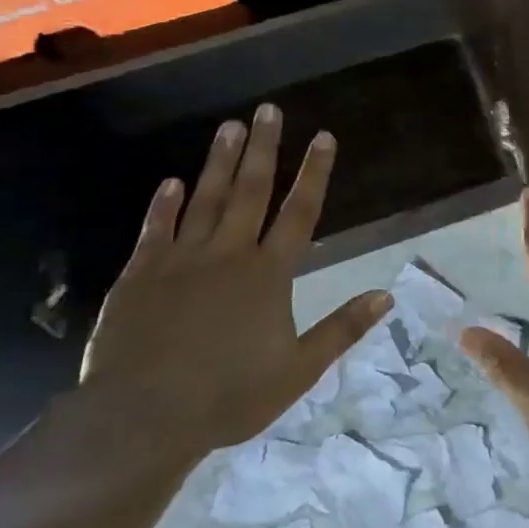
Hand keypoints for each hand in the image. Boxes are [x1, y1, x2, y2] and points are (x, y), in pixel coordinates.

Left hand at [81, 105, 391, 462]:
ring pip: (206, 199)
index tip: (324, 136)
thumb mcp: (298, 370)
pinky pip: (156, 229)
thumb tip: (387, 294)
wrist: (142, 417)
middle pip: (251, 191)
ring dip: (220, 161)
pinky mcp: (141, 274)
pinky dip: (164, 204)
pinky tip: (172, 182)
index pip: (299, 211)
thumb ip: (342, 328)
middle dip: (264, 148)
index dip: (314, 172)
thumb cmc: (228, 396)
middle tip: (269, 110)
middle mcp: (229, 254)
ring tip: (230, 125)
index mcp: (268, 274)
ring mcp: (181, 260)